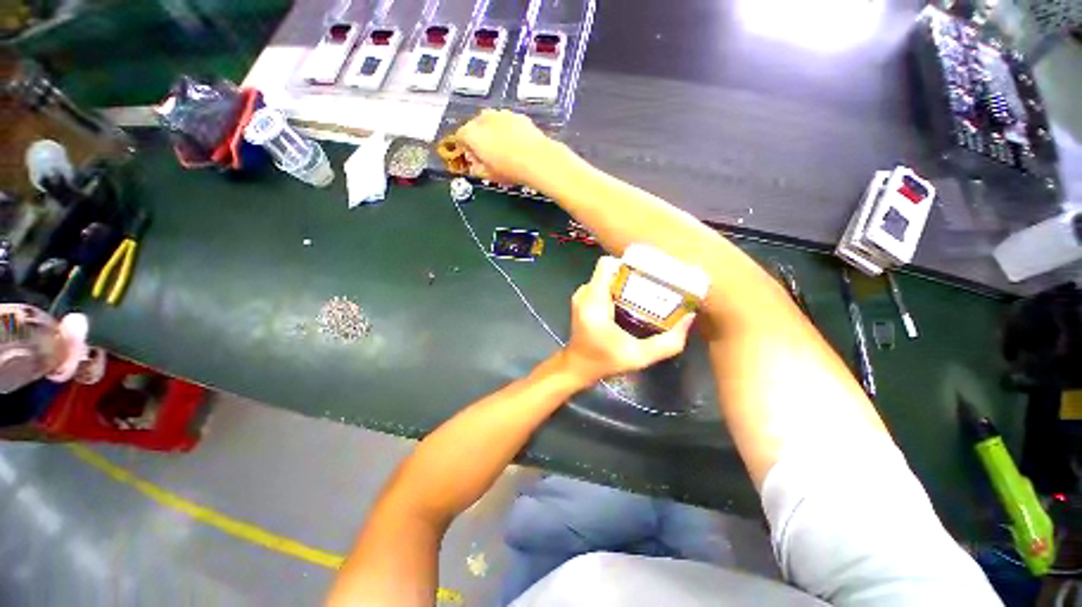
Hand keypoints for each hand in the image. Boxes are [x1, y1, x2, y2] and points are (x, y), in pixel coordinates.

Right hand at [454, 110, 561, 185]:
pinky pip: (508, 123)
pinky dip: (508, 131)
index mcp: (471, 133)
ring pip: (492, 123)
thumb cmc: (510, 169)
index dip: (465, 149)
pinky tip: (516, 146)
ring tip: (504, 151)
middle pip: (475, 127)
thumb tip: (476, 166)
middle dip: (479, 139)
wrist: (537, 160)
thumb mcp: (489, 175)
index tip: (473, 159)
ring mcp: (502, 114)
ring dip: (494, 134)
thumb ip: (477, 169)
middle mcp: (484, 118)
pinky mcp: (518, 116)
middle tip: (488, 156)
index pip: (460, 137)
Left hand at [561, 256, 694, 383]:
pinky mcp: (583, 300)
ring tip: (644, 293)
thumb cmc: (604, 362)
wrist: (577, 367)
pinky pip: (602, 284)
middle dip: (632, 275)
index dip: (629, 264)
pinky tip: (630, 302)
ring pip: (607, 277)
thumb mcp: (639, 357)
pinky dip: (617, 289)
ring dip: (625, 282)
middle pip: (610, 270)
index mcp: (593, 301)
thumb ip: (667, 342)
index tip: (648, 274)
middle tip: (654, 285)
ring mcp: (582, 295)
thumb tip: (689, 318)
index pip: (607, 264)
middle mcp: (585, 292)